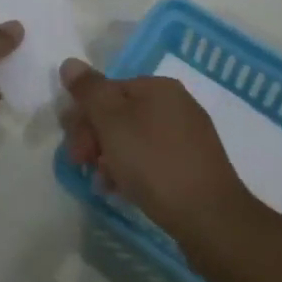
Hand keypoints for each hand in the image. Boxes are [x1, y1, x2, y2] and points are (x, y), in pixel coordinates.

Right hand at [60, 58, 252, 246]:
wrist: (211, 219)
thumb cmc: (155, 163)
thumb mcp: (112, 122)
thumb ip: (89, 91)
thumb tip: (70, 63)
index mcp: (159, 87)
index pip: (108, 90)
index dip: (84, 116)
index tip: (72, 146)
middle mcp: (176, 104)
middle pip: (121, 113)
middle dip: (95, 137)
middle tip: (81, 165)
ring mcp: (188, 137)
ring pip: (135, 139)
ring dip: (111, 157)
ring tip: (102, 184)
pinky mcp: (194, 167)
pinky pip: (153, 160)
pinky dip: (134, 171)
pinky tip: (123, 192)